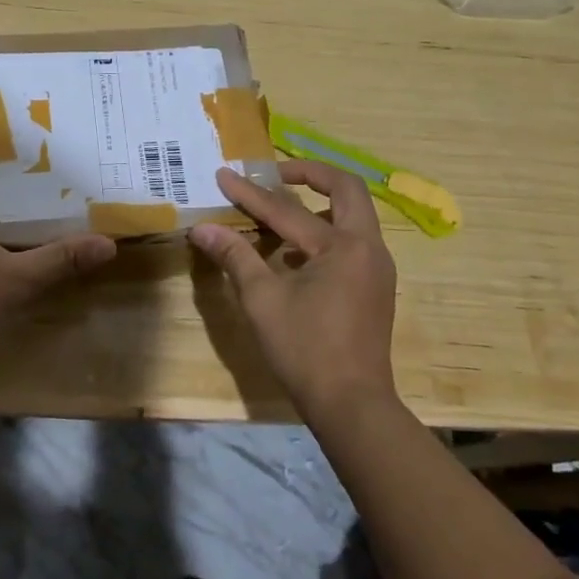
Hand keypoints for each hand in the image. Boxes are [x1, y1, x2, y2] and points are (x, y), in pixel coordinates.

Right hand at [189, 160, 398, 421]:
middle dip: (309, 174)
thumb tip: (202, 228)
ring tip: (281, 210)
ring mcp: (377, 267)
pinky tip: (295, 252)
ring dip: (320, 203)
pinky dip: (326, 232)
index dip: (250, 193)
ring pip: (353, 215)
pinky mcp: (375, 286)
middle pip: (346, 189)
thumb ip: (235, 256)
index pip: (287, 210)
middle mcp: (368, 247)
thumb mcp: (262, 300)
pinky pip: (352, 241)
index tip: (224, 174)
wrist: (352, 405)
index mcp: (342, 246)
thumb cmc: (305, 349)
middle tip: (274, 174)